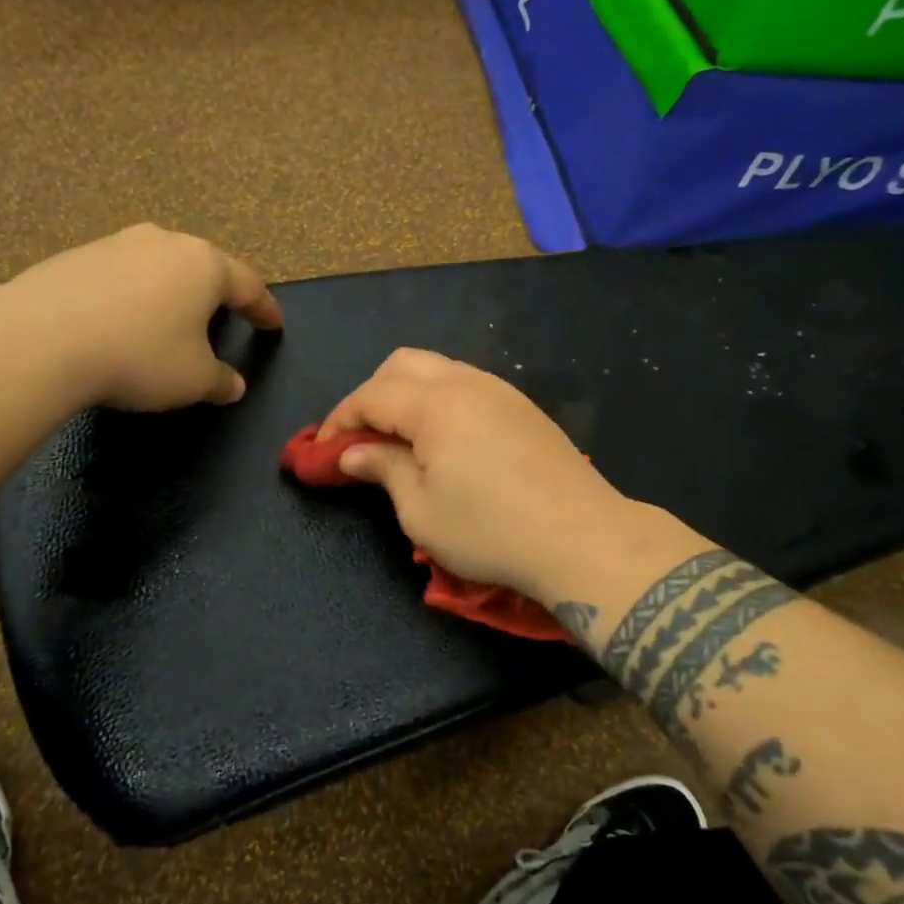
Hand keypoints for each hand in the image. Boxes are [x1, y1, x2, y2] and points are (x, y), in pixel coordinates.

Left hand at [7, 224, 282, 410]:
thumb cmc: (140, 356)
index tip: (275, 325)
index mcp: (204, 265)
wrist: (41, 339)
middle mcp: (164, 243)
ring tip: (168, 322)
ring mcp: (116, 244)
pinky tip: (119, 324)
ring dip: (169, 293)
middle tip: (222, 319)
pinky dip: (130, 298)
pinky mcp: (75, 256)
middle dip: (215, 295)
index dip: (264, 309)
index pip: (248, 285)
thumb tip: (234, 386)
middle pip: (202, 268)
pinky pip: (119, 277)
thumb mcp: (193, 380)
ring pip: (158, 267)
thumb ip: (220, 381)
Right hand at [317, 349, 646, 599]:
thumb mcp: (421, 511)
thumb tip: (353, 452)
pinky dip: (439, 400)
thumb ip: (383, 469)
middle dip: (371, 395)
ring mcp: (500, 390)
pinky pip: (466, 385)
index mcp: (434, 404)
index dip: (339, 420)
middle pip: (402, 365)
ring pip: (437, 369)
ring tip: (398, 439)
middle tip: (360, 439)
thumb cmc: (490, 531)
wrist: (583, 539)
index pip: (370, 395)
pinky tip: (442, 439)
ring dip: (406, 394)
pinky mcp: (523, 407)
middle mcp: (466, 383)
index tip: (320, 451)